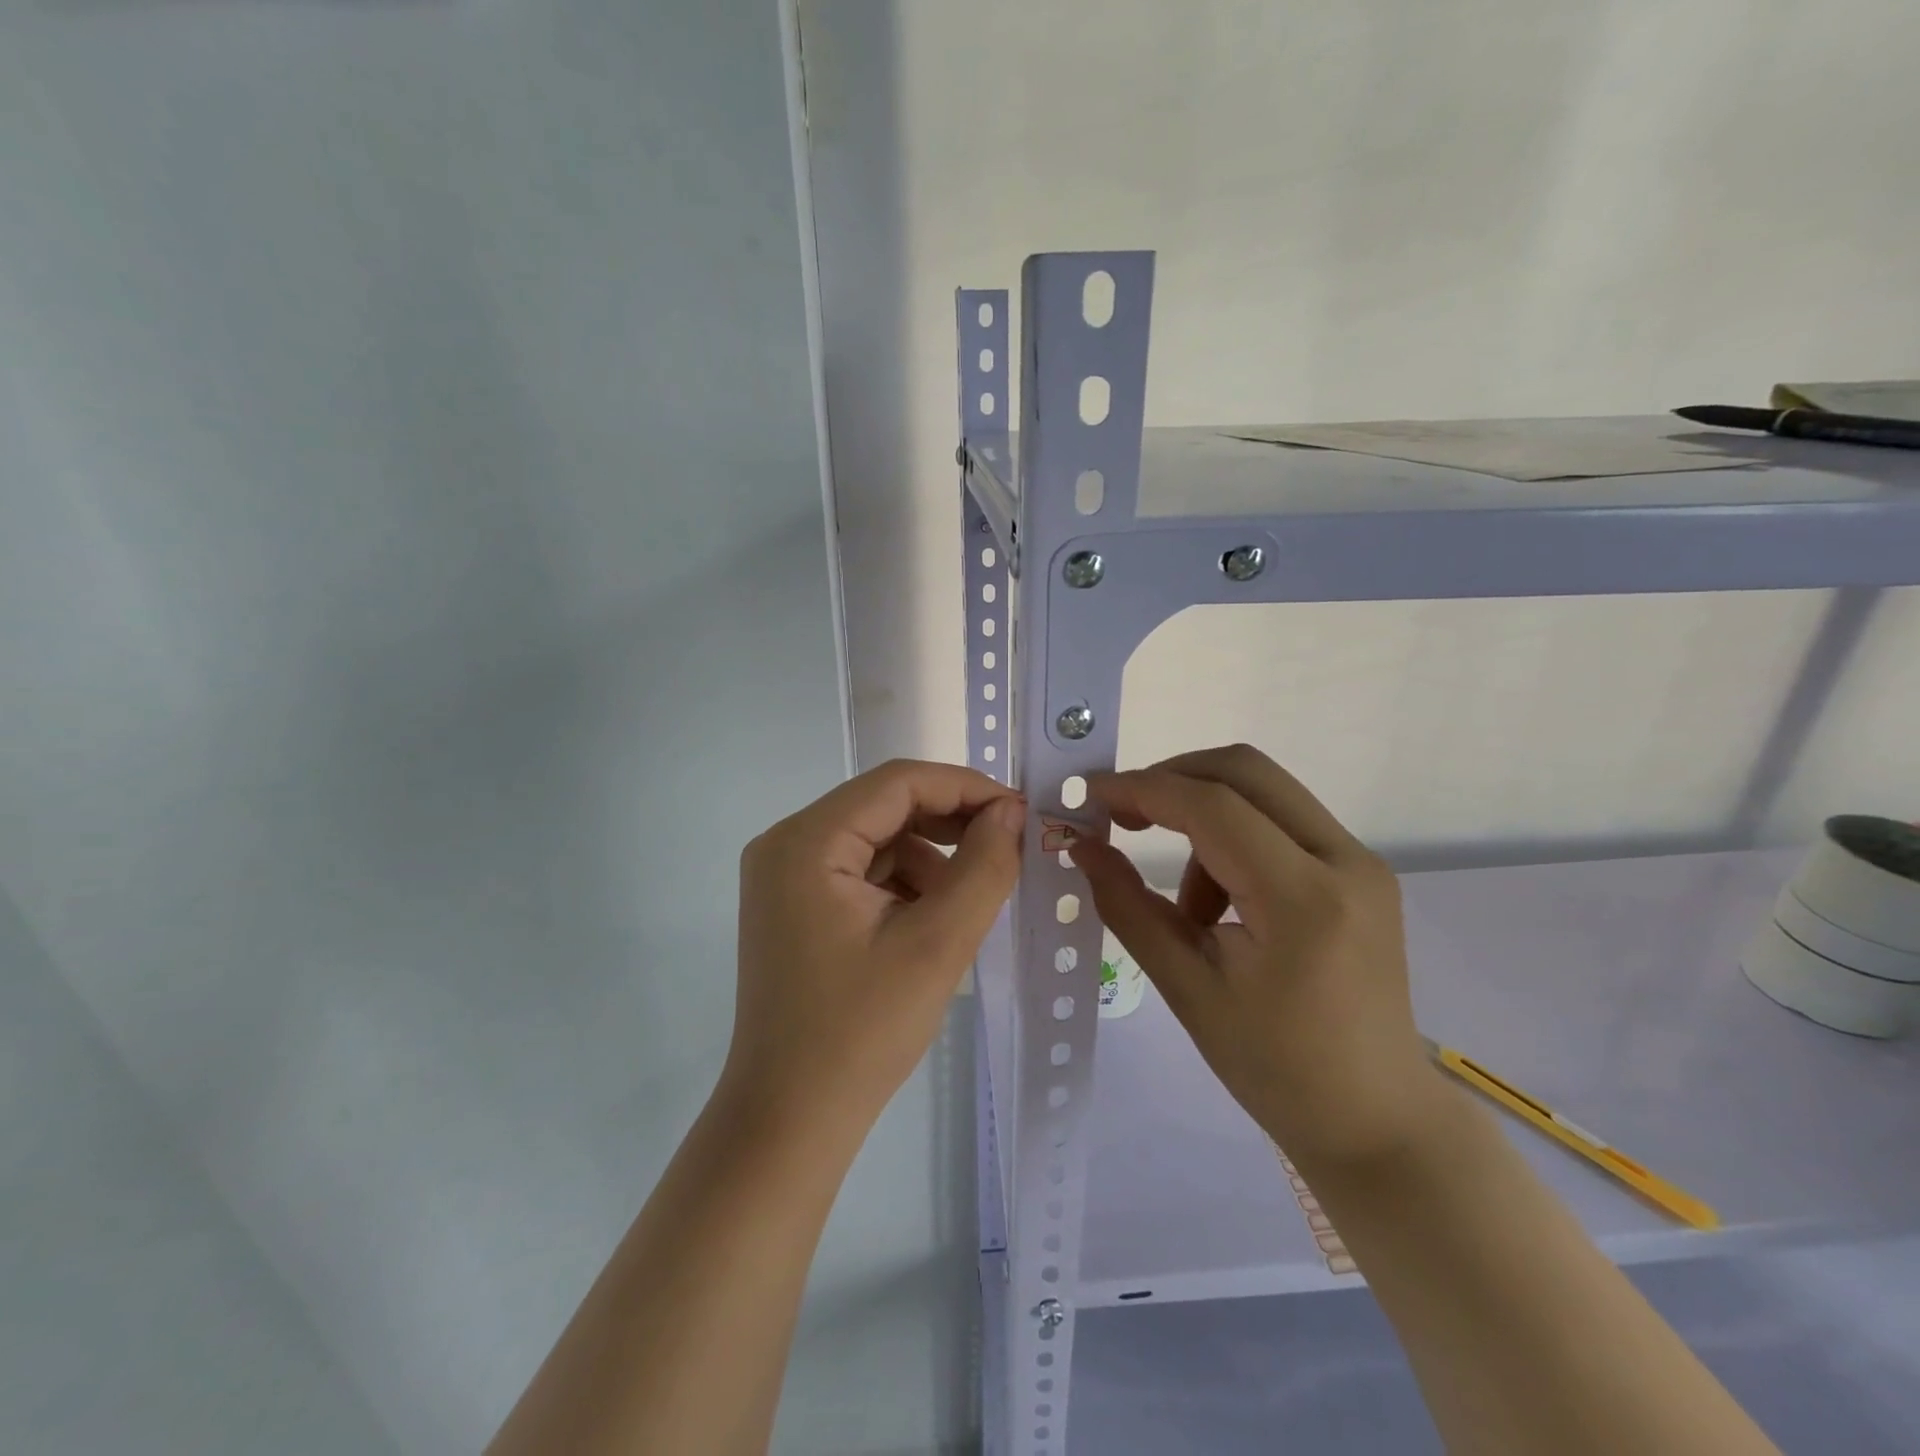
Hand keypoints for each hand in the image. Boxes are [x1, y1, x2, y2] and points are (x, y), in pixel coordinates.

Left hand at [723, 760, 1024, 1142]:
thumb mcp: (937, 944)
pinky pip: (861, 870)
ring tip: (968, 903)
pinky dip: (904, 883)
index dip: (965, 787)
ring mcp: (785, 875)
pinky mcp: (794, 904)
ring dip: (930, 858)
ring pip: (877, 838)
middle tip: (1008, 849)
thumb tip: (1011, 813)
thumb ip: (984, 868)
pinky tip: (931, 922)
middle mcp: (786, 843)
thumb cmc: (861, 1032)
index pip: (898, 783)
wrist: (790, 1120)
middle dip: (950, 824)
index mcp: (807, 841)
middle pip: (885, 806)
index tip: (1020, 814)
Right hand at [1070, 745, 1438, 1172]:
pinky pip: (1282, 821)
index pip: (1212, 806)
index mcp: (1303, 899)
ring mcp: (1360, 861)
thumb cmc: (1275, 1069)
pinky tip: (1222, 904)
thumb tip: (1082, 846)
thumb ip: (1128, 906)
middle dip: (1172, 780)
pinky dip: (1234, 836)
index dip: (1142, 790)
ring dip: (1204, 815)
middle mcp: (1344, 860)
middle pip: (1244, 770)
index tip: (1089, 797)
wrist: (1375, 1120)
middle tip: (1125, 819)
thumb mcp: (1186, 989)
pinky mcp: (1361, 871)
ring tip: (1186, 903)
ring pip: (1263, 790)